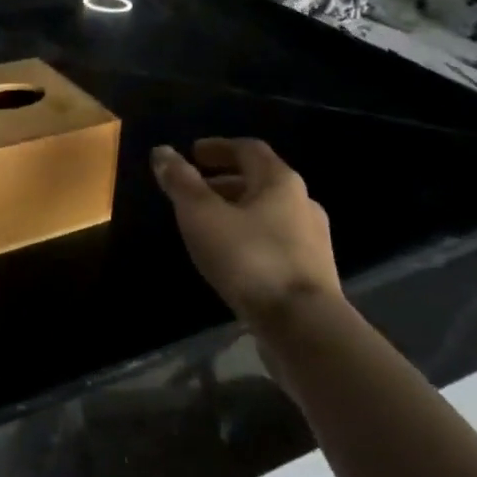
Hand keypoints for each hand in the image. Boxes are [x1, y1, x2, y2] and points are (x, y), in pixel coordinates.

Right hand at [151, 138, 339, 330]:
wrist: (304, 328)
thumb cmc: (249, 258)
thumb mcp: (202, 215)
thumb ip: (181, 181)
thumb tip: (162, 151)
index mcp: (279, 181)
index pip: (248, 149)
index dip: (218, 147)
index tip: (193, 153)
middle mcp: (303, 203)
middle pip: (260, 181)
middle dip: (225, 181)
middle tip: (195, 189)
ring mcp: (313, 241)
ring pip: (269, 213)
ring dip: (238, 211)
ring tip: (208, 225)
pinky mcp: (313, 274)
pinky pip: (277, 242)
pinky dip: (251, 238)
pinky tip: (232, 257)